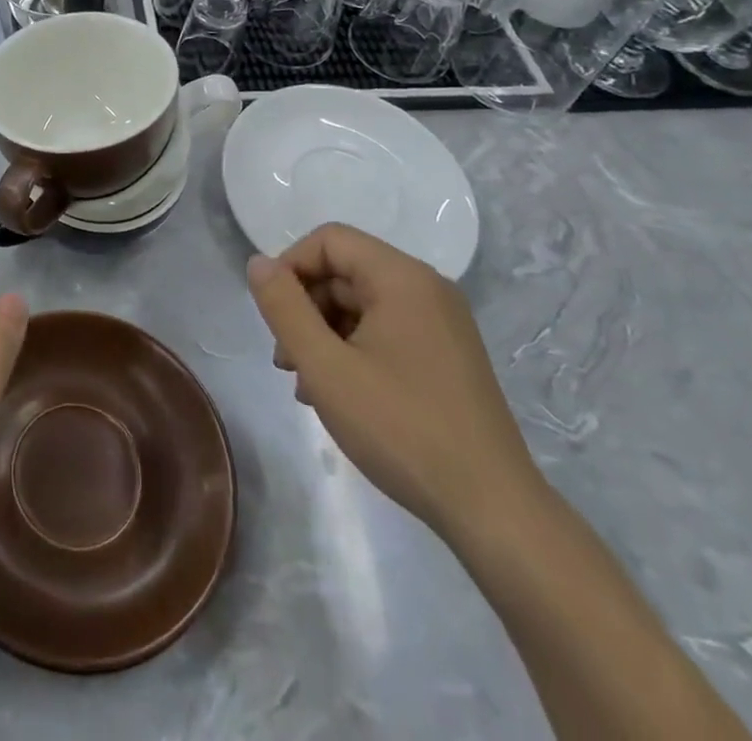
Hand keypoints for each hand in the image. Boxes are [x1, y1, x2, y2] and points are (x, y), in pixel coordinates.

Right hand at [247, 224, 542, 538]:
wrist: (493, 511)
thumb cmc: (401, 429)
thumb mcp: (325, 366)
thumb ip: (284, 307)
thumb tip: (258, 263)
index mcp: (402, 278)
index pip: (329, 240)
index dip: (290, 267)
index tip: (273, 316)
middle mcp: (426, 289)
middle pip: (344, 272)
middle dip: (305, 308)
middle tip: (286, 361)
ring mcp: (441, 324)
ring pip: (360, 305)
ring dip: (324, 334)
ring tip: (306, 386)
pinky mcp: (447, 356)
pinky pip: (385, 331)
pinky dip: (353, 350)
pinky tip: (338, 395)